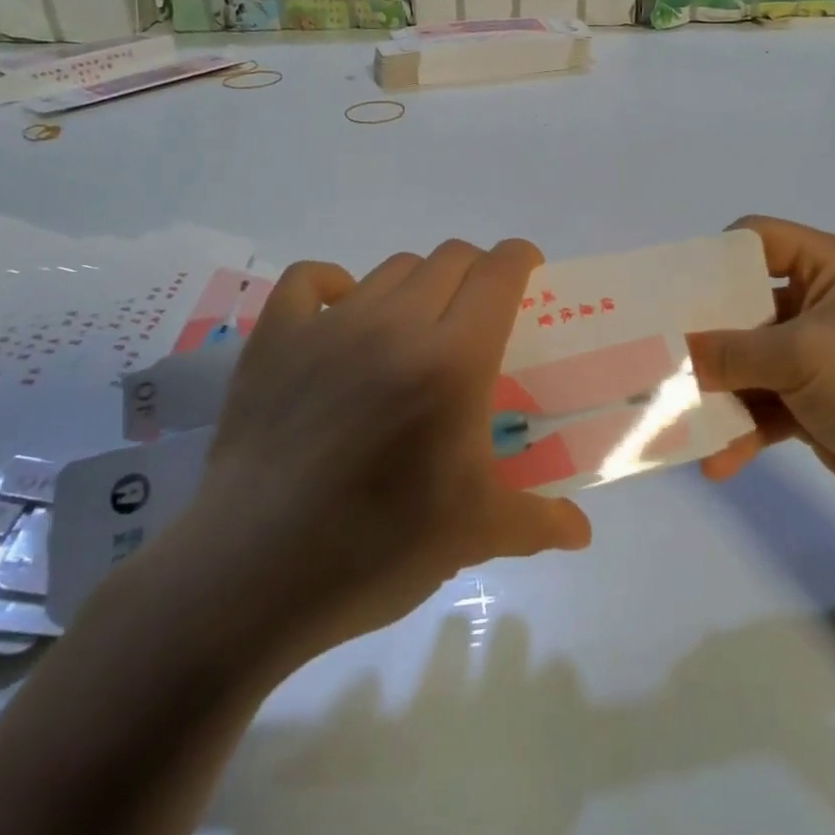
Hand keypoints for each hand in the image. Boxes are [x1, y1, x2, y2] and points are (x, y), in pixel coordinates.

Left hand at [146, 242, 592, 673]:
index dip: (521, 259)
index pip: (498, 273)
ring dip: (418, 284)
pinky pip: (309, 280)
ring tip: (416, 328)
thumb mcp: (474, 535)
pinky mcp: (274, 340)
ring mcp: (328, 326)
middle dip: (476, 272)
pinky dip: (334, 284)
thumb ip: (538, 521)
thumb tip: (582, 532)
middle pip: (449, 258)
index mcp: (454, 360)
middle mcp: (395, 324)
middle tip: (477, 316)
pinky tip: (342, 314)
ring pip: (391, 268)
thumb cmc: (377, 548)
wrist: (253, 575)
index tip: (531, 275)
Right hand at [689, 217, 834, 508]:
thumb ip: (730, 352)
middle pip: (745, 304)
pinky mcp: (815, 401)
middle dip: (704, 333)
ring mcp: (818, 355)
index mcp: (832, 268)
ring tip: (676, 416)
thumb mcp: (802, 357)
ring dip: (718, 390)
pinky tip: (717, 461)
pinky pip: (765, 405)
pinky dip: (742, 428)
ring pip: (749, 361)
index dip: (715, 258)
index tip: (672, 292)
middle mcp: (822, 303)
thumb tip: (670, 350)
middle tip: (658, 352)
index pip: (760, 239)